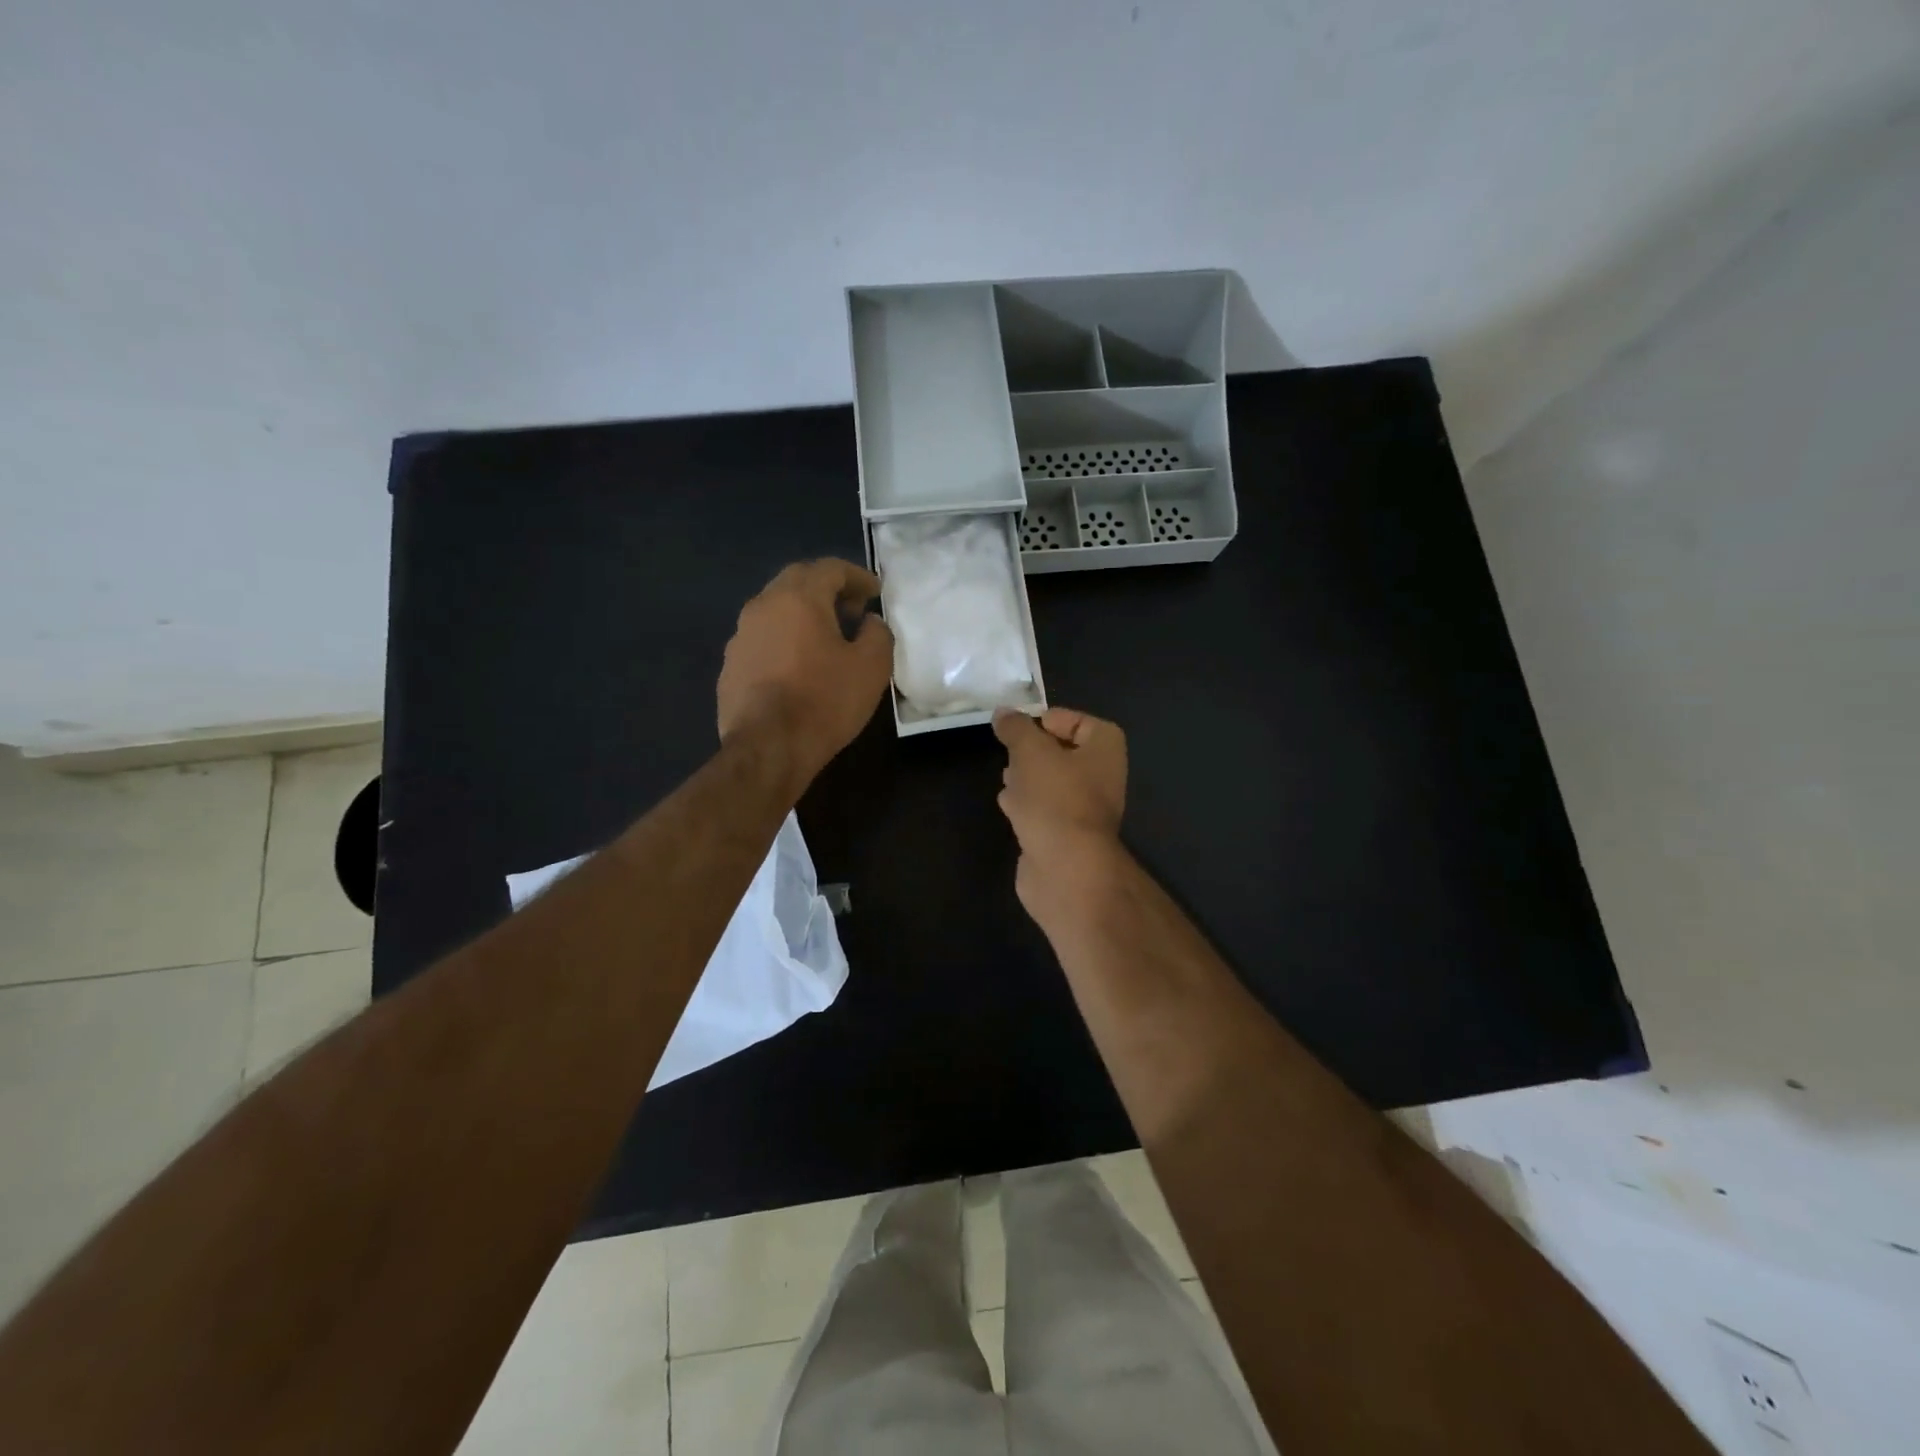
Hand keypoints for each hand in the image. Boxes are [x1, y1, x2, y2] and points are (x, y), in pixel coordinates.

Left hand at [718, 560, 893, 789]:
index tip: (875, 592)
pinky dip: (784, 640)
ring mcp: (740, 636)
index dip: (857, 576)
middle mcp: (763, 606)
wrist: (768, 748)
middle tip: (852, 609)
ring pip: (775, 609)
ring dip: (803, 614)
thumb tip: (868, 622)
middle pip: (797, 581)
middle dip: (827, 589)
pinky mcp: (730, 666)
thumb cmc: (825, 701)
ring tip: (826, 638)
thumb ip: (878, 633)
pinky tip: (798, 666)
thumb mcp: (872, 667)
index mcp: (798, 598)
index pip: (830, 568)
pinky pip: (762, 639)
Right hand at [993, 707, 1128, 925]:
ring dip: (1028, 778)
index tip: (1021, 727)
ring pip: (1052, 783)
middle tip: (1009, 750)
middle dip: (1034, 751)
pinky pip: (1044, 810)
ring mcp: (1084, 809)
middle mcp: (1101, 777)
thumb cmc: (1054, 798)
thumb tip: (1003, 713)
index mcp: (1105, 750)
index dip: (1051, 719)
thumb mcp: (1030, 751)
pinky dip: (1027, 804)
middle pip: (1064, 753)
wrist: (1065, 868)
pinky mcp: (1065, 836)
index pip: (1081, 722)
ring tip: (1005, 776)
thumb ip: (1015, 728)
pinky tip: (1007, 805)